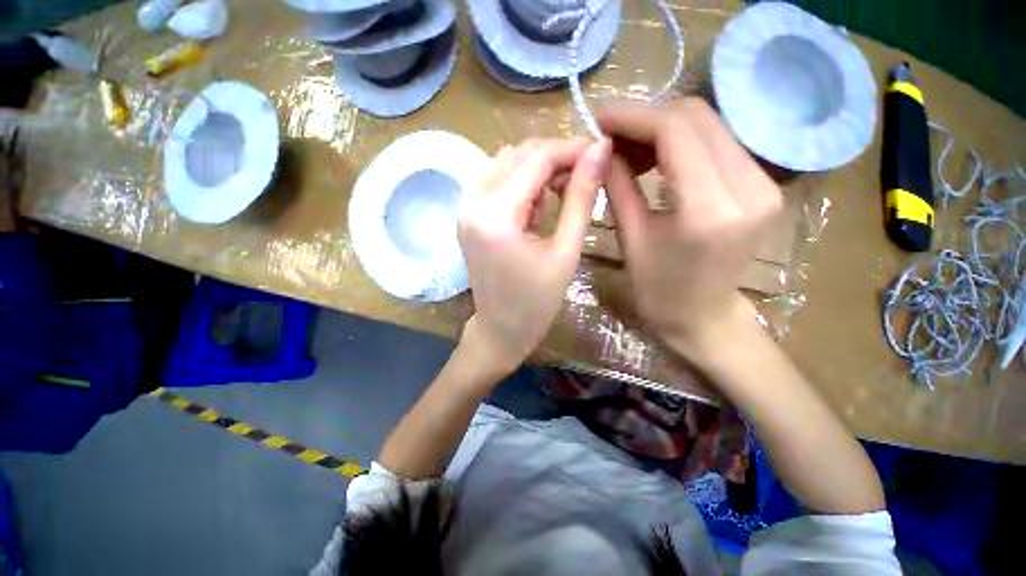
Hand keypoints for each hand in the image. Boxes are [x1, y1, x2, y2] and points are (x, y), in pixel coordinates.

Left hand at [459, 137, 610, 374]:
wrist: (500, 329)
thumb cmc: (536, 302)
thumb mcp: (565, 251)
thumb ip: (582, 197)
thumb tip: (600, 151)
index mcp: (495, 215)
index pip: (536, 158)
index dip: (572, 148)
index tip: (601, 152)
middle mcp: (471, 201)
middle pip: (519, 154)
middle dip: (556, 158)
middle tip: (585, 177)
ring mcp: (464, 206)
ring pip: (506, 162)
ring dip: (538, 170)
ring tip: (560, 197)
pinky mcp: (467, 214)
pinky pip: (496, 179)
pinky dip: (521, 182)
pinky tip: (536, 207)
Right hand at [597, 98, 781, 356]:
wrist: (704, 317)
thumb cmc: (659, 290)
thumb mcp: (631, 238)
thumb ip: (618, 185)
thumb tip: (601, 147)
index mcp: (710, 210)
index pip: (676, 131)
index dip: (633, 116)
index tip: (599, 118)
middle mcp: (749, 187)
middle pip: (697, 118)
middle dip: (646, 118)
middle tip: (611, 138)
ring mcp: (763, 183)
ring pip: (709, 125)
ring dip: (663, 128)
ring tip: (630, 152)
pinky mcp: (762, 184)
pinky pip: (717, 142)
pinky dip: (681, 142)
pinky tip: (656, 159)